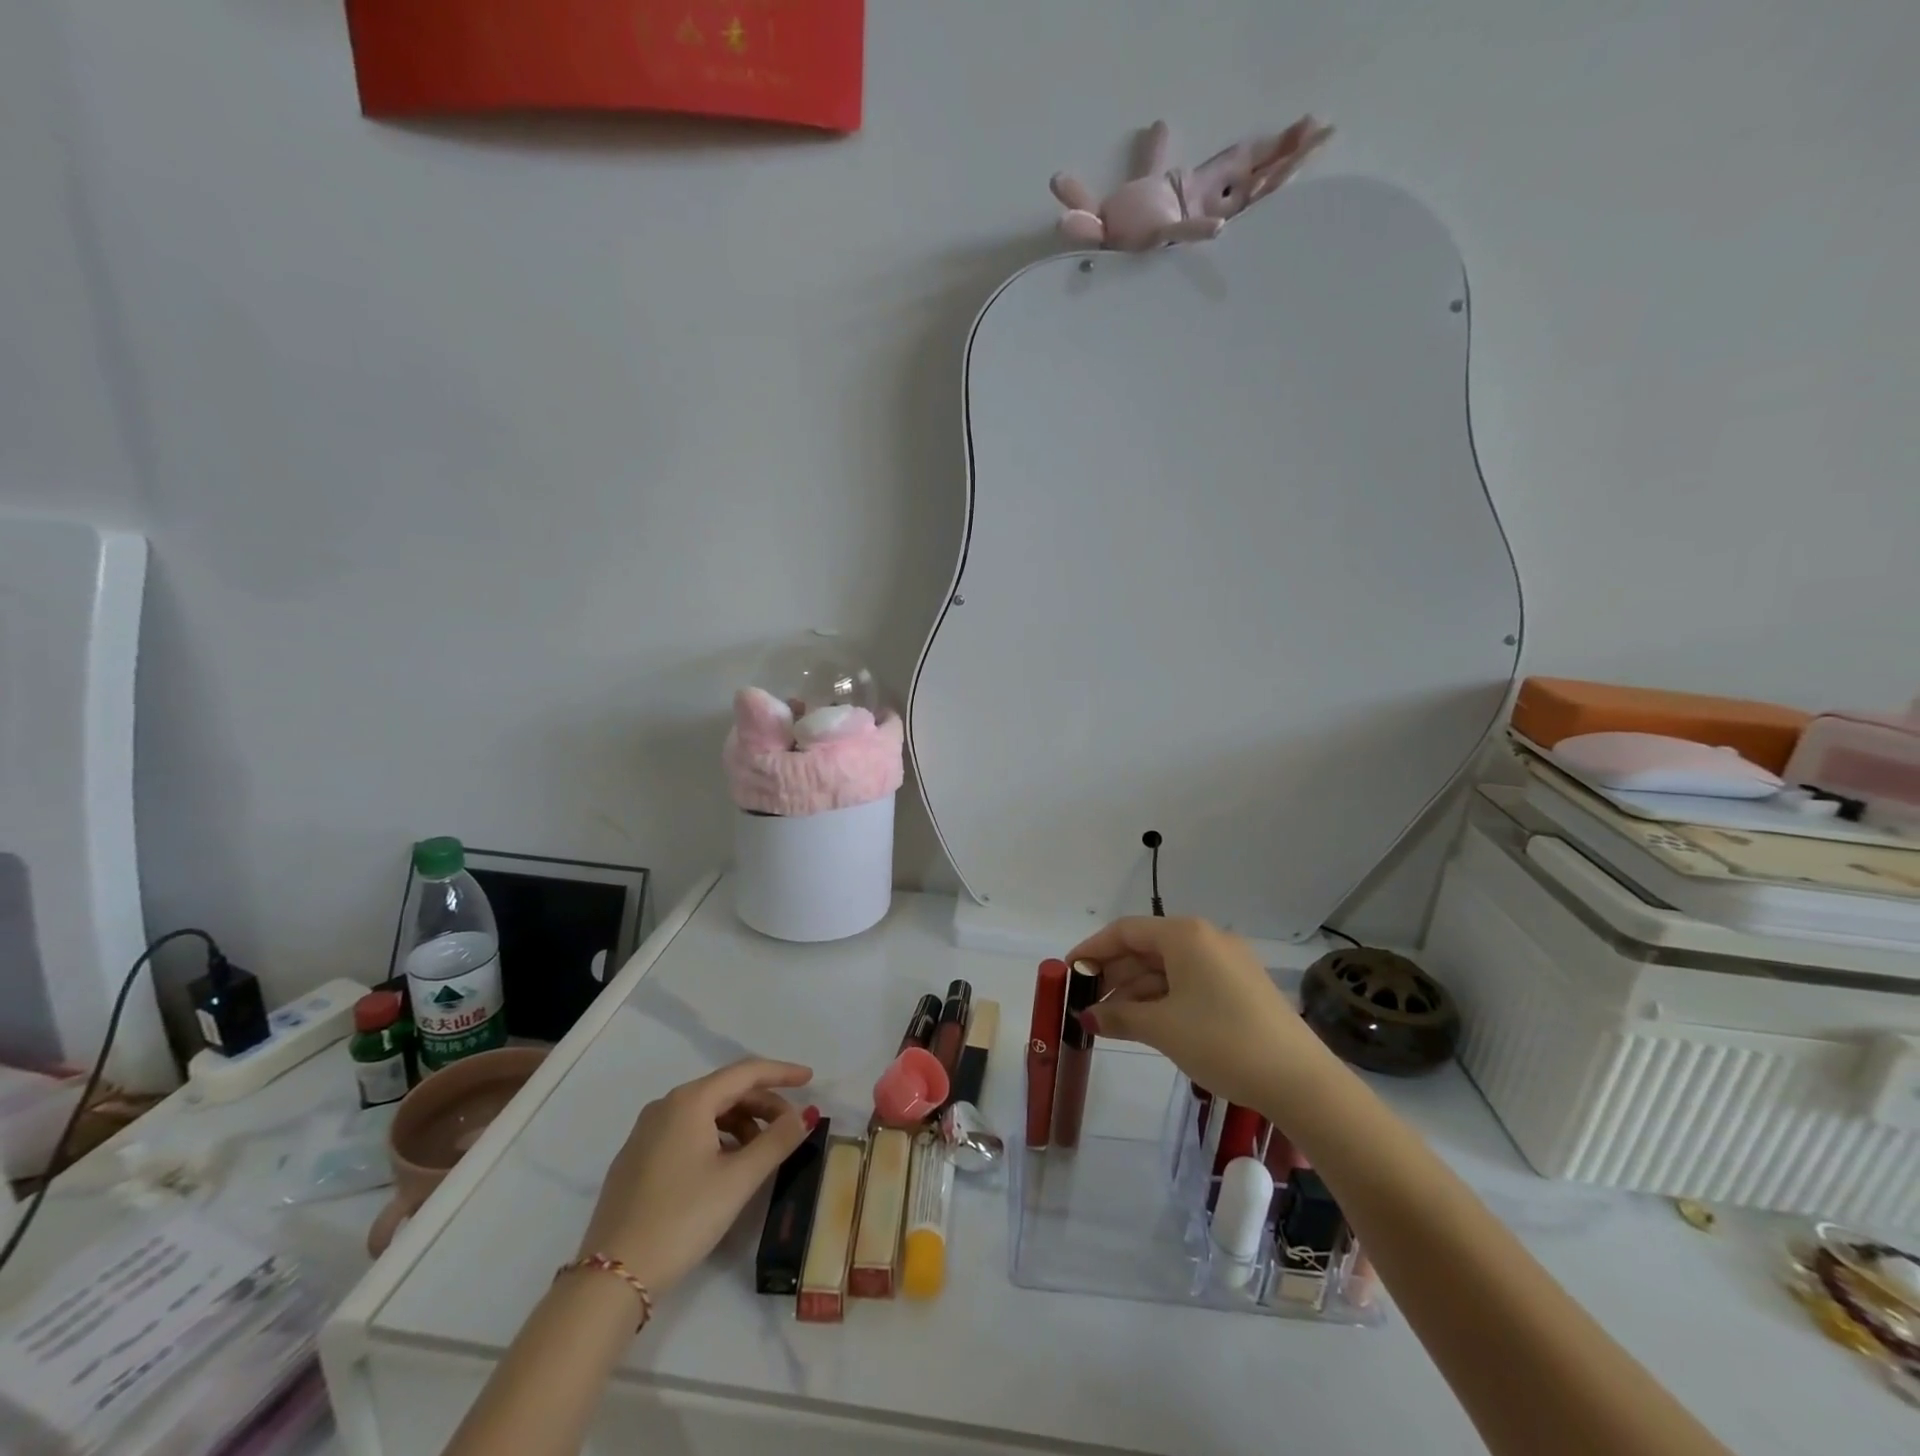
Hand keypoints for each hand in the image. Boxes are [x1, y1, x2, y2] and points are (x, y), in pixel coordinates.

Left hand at [576, 1058, 815, 1295]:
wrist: (611, 1278)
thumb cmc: (682, 1219)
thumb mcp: (738, 1180)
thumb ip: (777, 1141)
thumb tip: (806, 1114)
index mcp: (690, 1101)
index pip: (746, 1072)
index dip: (781, 1073)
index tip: (810, 1078)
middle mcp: (665, 1106)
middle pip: (725, 1091)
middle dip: (763, 1104)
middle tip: (791, 1127)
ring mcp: (645, 1132)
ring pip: (705, 1112)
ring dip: (740, 1123)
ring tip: (761, 1152)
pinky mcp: (636, 1159)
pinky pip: (686, 1131)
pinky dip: (716, 1138)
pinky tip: (727, 1166)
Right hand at [1066, 916, 1331, 1113]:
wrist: (1300, 1080)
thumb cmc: (1222, 1041)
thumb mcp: (1162, 1028)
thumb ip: (1119, 1017)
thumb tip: (1088, 1019)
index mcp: (1185, 935)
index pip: (1125, 931)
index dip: (1092, 949)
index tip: (1069, 973)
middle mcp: (1206, 938)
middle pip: (1146, 947)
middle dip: (1113, 974)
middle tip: (1086, 1002)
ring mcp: (1227, 962)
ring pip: (1168, 967)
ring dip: (1137, 990)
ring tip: (1110, 1020)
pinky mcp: (1241, 987)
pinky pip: (1189, 982)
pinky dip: (1163, 998)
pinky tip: (1146, 1022)